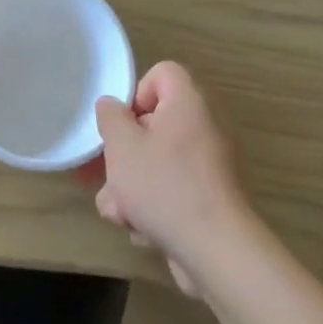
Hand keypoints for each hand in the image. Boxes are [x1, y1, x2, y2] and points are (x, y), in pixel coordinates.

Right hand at [93, 62, 253, 293]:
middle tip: (107, 174)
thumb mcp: (122, 146)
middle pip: (152, 124)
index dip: (136, 92)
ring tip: (119, 212)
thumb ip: (111, 118)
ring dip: (130, 188)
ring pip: (156, 164)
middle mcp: (203, 129)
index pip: (163, 73)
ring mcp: (208, 167)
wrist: (215, 250)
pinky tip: (142, 230)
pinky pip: (171, 191)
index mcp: (188, 104)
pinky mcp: (208, 200)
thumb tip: (111, 106)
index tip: (122, 124)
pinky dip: (153, 208)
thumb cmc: (164, 186)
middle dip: (123, 154)